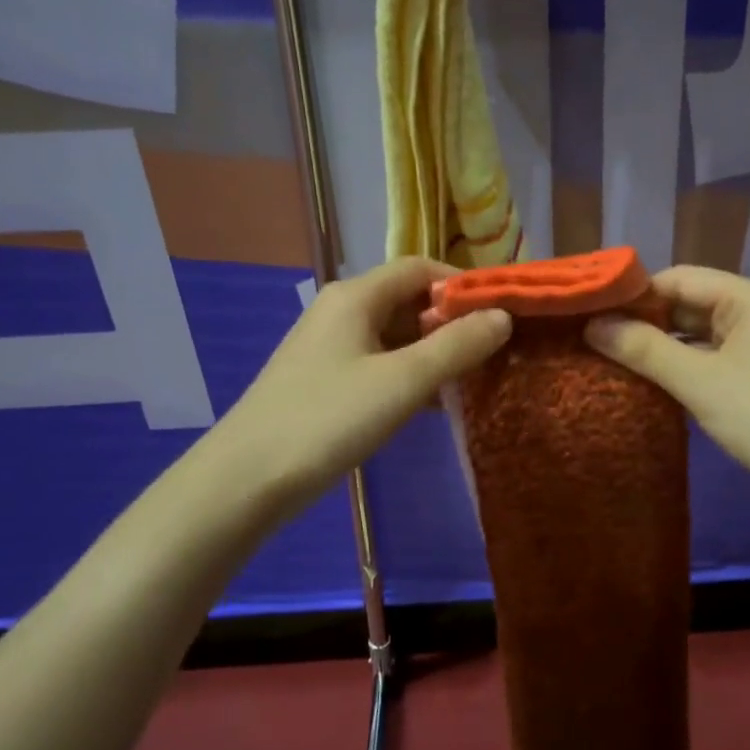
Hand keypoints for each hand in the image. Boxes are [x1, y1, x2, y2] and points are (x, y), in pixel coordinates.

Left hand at [217, 257, 511, 517]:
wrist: (246, 480)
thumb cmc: (328, 419)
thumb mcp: (402, 381)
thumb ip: (457, 346)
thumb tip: (503, 317)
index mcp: (356, 296)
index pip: (421, 269)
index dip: (464, 286)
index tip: (501, 314)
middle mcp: (341, 311)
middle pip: (408, 300)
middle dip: (451, 322)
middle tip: (492, 352)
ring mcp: (330, 347)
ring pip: (395, 335)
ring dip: (433, 351)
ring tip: (471, 379)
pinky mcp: (325, 380)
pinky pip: (379, 363)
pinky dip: (409, 374)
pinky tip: (431, 403)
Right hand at [585, 266, 749, 512]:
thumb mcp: (699, 380)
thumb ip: (644, 349)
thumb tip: (592, 326)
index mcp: (749, 297)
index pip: (679, 278)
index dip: (635, 293)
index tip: (591, 311)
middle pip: (688, 305)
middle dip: (643, 321)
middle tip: (592, 338)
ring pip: (697, 336)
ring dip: (659, 348)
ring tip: (608, 358)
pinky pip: (709, 361)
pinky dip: (680, 368)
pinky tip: (646, 383)